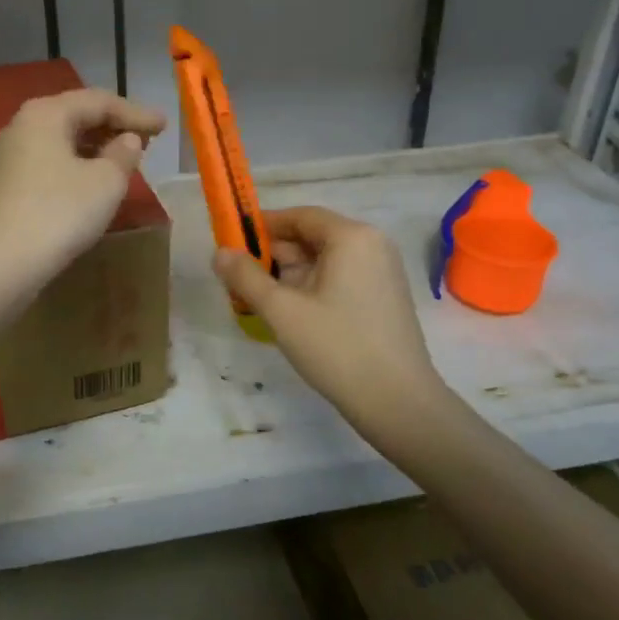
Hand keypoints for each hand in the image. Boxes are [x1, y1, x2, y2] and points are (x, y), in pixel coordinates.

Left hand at [0, 88, 165, 278]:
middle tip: (147, 139)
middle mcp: (22, 125)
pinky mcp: (5, 183)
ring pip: (61, 140)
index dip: (136, 113)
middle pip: (76, 115)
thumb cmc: (60, 212)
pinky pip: (49, 161)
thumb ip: (123, 154)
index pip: (99, 101)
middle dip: (114, 126)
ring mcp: (9, 155)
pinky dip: (76, 164)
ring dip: (95, 146)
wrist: (3, 261)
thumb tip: (127, 141)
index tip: (164, 126)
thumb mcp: (106, 181)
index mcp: (46, 113)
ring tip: (124, 159)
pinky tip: (93, 180)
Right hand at [214, 207, 445, 440]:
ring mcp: (381, 273)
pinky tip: (288, 314)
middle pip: (312, 237)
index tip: (232, 244)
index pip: (300, 216)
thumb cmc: (337, 347)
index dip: (263, 226)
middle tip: (238, 279)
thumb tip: (219, 252)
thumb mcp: (281, 311)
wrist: (398, 403)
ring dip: (289, 275)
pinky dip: (311, 288)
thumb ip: (246, 277)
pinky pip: (339, 279)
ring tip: (256, 300)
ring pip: (324, 261)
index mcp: (352, 237)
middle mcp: (372, 245)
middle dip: (273, 256)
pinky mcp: (383, 298)